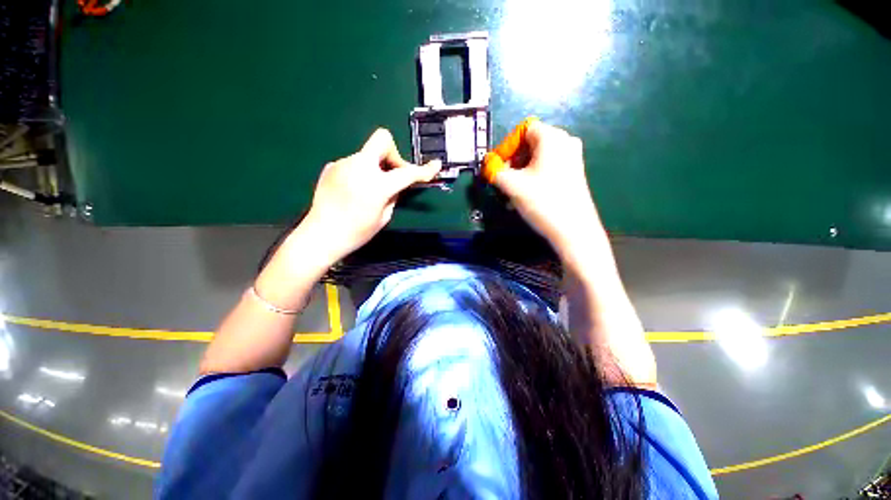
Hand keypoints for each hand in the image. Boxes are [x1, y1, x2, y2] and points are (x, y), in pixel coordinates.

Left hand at [303, 128, 440, 260]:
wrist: (320, 235)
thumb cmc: (356, 232)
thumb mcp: (384, 217)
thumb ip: (394, 195)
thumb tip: (397, 184)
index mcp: (376, 185)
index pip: (407, 173)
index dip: (424, 170)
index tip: (435, 166)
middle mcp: (359, 167)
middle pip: (382, 139)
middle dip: (393, 154)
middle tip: (393, 174)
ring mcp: (343, 164)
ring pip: (367, 155)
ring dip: (375, 167)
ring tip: (370, 189)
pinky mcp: (332, 167)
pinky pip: (354, 164)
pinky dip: (361, 173)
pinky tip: (354, 190)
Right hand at [488, 121, 602, 261]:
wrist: (573, 229)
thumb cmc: (542, 201)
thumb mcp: (512, 185)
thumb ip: (495, 171)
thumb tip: (487, 164)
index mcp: (552, 137)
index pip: (523, 130)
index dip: (506, 146)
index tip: (498, 166)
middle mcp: (565, 142)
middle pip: (530, 144)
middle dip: (513, 162)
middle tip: (503, 180)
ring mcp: (572, 158)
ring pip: (538, 159)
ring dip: (521, 172)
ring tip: (511, 192)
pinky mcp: (574, 173)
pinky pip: (548, 168)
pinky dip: (533, 177)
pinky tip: (525, 196)